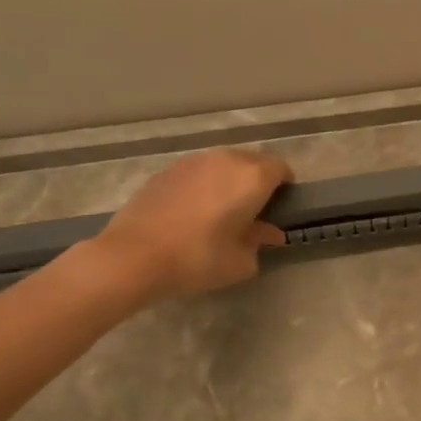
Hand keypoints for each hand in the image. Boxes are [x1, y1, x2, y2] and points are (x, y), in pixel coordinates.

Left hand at [89, 148, 291, 301]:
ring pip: (224, 163)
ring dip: (231, 179)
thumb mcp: (240, 261)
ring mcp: (194, 161)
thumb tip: (268, 233)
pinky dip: (205, 183)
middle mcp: (226, 160)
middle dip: (259, 180)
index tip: (281, 206)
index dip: (285, 186)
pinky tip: (194, 209)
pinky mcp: (168, 170)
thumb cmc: (198, 258)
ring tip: (223, 207)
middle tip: (255, 208)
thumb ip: (259, 242)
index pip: (281, 169)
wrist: (134, 255)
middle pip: (254, 161)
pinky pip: (199, 170)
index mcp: (252, 178)